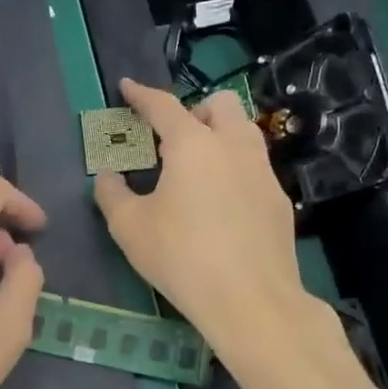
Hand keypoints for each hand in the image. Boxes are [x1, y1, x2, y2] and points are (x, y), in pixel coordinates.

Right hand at [94, 78, 309, 355]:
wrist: (252, 301)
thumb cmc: (182, 257)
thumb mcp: (130, 228)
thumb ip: (112, 195)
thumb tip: (108, 177)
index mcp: (193, 144)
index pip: (164, 105)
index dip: (142, 95)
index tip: (127, 88)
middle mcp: (233, 147)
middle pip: (220, 105)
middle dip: (195, 110)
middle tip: (172, 139)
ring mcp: (263, 172)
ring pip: (244, 133)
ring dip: (220, 136)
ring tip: (197, 169)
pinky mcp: (280, 201)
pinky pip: (255, 168)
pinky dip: (234, 170)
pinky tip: (222, 204)